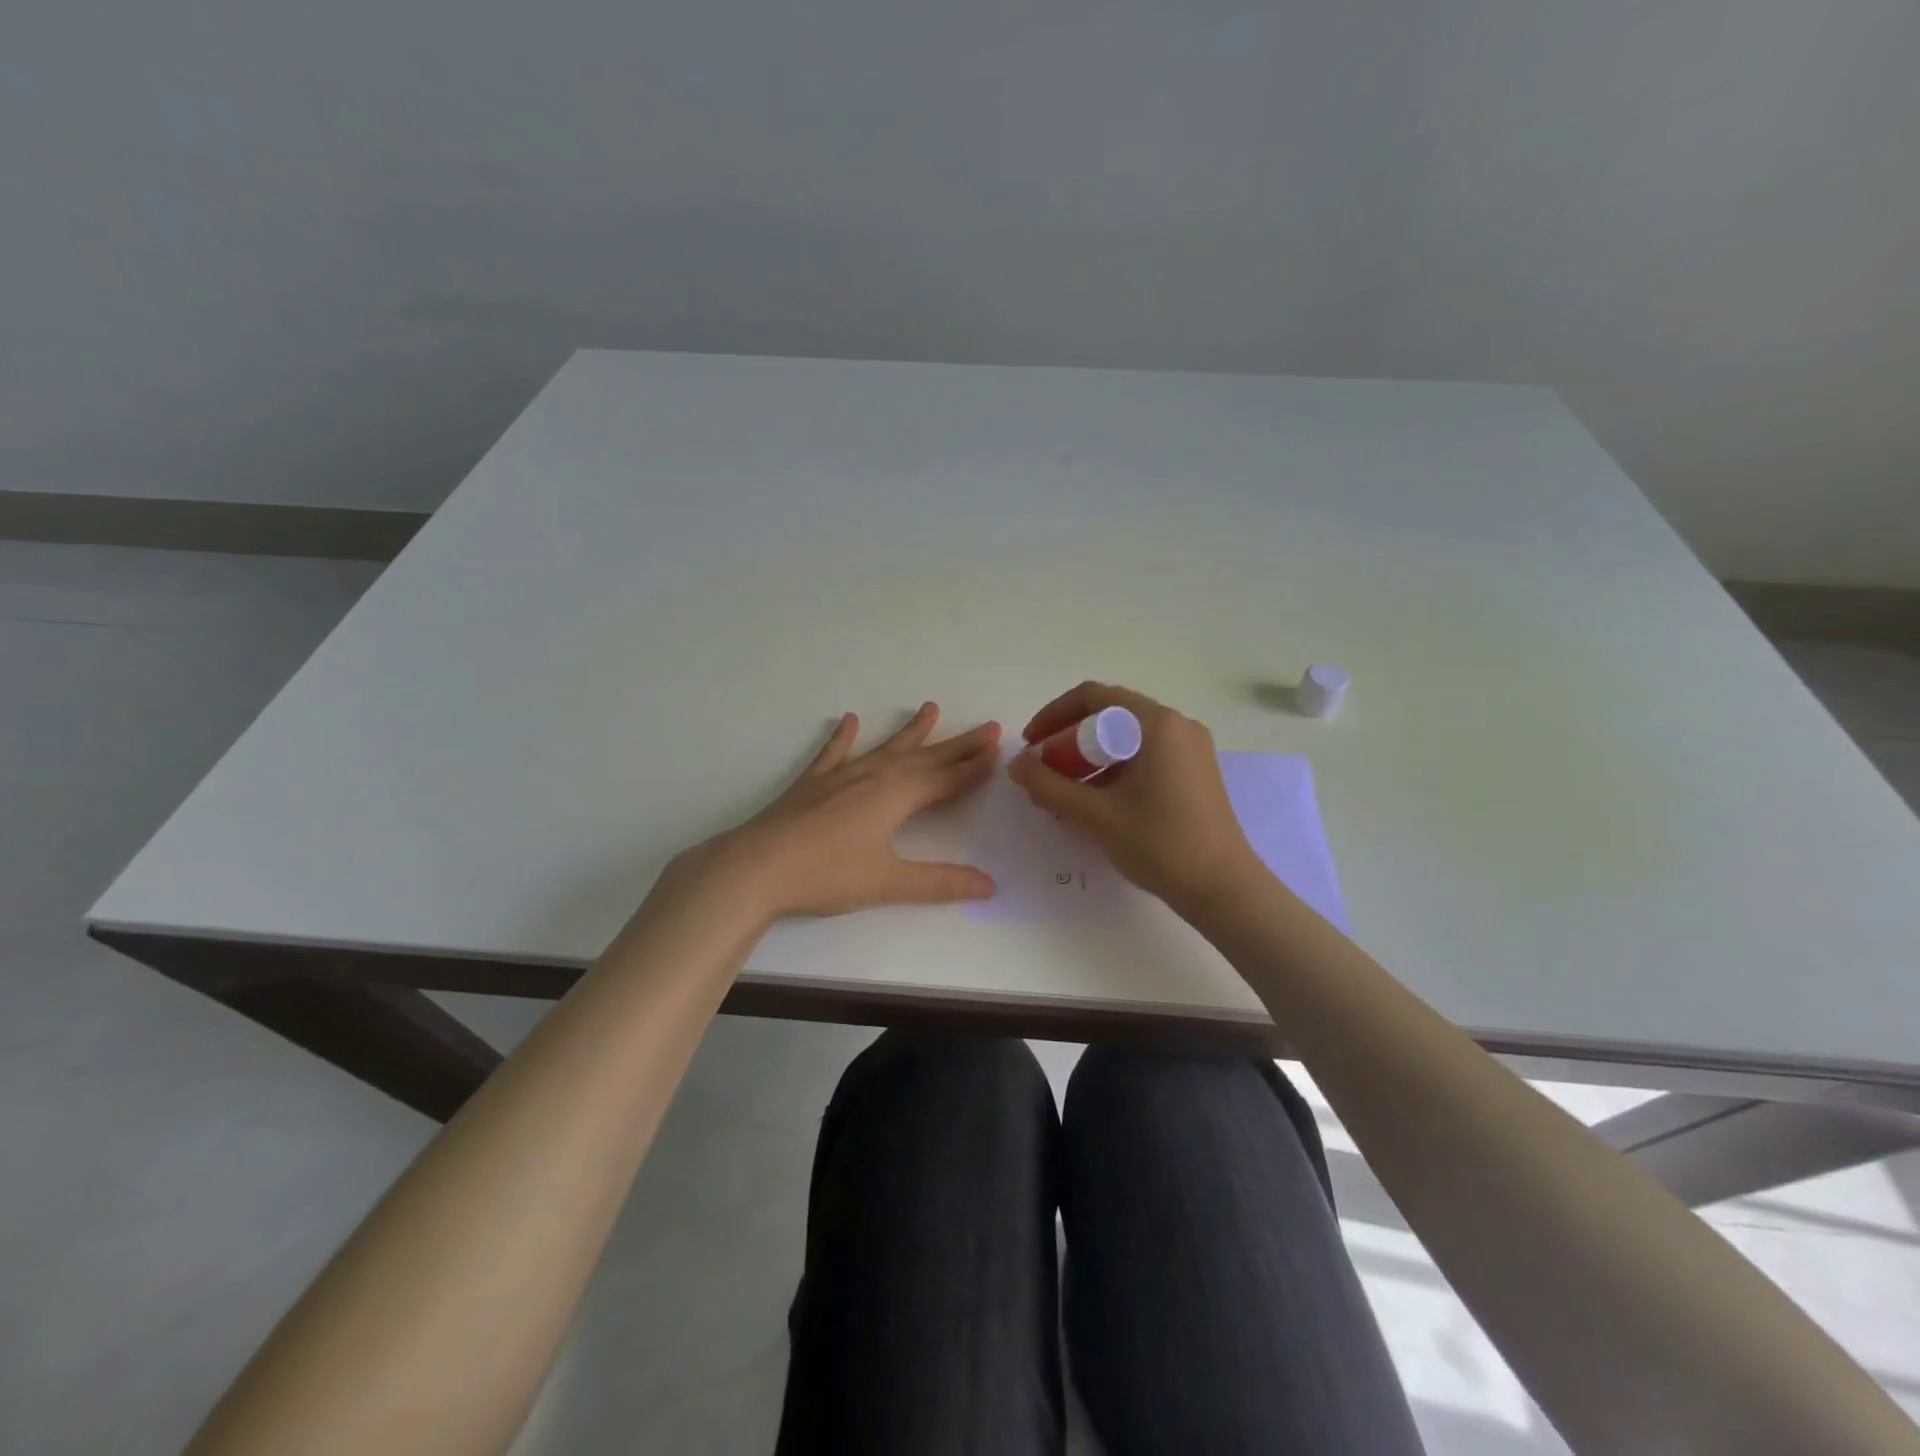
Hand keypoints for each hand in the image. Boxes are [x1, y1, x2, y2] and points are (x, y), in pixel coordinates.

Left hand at [684, 703, 1001, 918]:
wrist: (756, 866)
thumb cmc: (826, 874)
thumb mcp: (888, 882)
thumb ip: (940, 883)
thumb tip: (989, 885)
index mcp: (897, 796)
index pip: (947, 779)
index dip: (974, 767)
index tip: (999, 750)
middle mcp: (874, 776)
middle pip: (926, 757)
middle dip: (958, 744)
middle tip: (988, 726)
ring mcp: (841, 776)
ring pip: (885, 748)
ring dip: (910, 731)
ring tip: (930, 708)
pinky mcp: (812, 783)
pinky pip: (833, 753)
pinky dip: (842, 737)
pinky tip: (848, 720)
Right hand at [1009, 682, 1257, 914]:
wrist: (1222, 888)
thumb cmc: (1159, 844)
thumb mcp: (1095, 815)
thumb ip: (1049, 786)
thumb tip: (1016, 764)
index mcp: (1156, 724)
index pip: (1092, 697)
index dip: (1053, 715)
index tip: (1031, 744)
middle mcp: (1176, 725)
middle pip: (1110, 714)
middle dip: (1069, 739)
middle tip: (1044, 770)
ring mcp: (1190, 748)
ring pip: (1127, 737)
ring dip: (1090, 757)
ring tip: (1064, 792)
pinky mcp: (1195, 771)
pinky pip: (1145, 755)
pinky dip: (1114, 768)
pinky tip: (1096, 801)